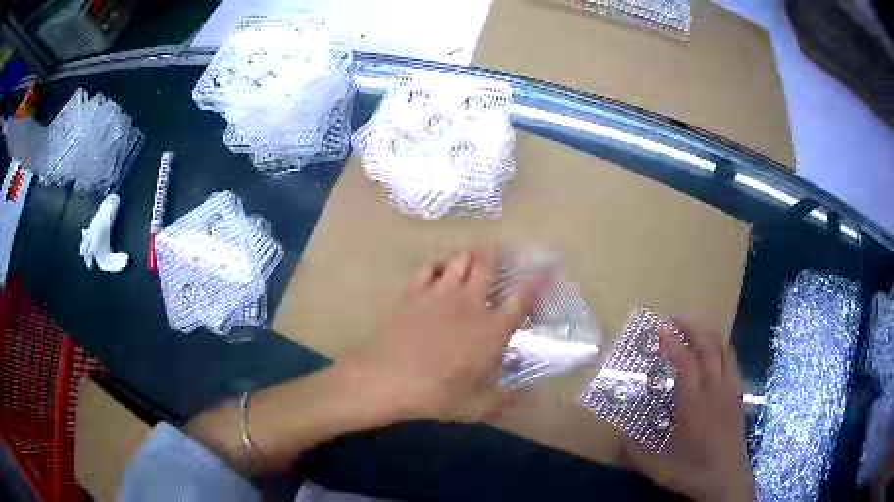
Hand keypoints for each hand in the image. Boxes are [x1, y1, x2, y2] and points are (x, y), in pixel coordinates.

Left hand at [341, 245, 542, 422]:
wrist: (388, 380)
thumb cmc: (437, 394)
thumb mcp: (476, 405)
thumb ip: (504, 398)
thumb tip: (525, 393)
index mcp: (492, 330)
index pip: (521, 298)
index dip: (536, 280)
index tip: (545, 268)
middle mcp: (470, 304)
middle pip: (487, 265)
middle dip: (497, 254)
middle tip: (500, 250)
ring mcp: (440, 294)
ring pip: (459, 260)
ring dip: (469, 256)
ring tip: (473, 256)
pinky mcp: (414, 293)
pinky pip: (429, 268)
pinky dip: (438, 266)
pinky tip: (439, 271)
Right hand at [622, 320, 753, 501]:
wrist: (728, 481)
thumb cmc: (694, 474)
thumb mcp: (660, 470)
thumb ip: (637, 454)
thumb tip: (618, 439)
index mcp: (695, 407)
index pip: (686, 364)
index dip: (672, 344)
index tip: (659, 331)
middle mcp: (716, 392)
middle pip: (709, 348)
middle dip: (693, 328)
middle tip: (676, 319)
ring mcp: (730, 392)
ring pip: (725, 350)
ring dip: (710, 333)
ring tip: (695, 326)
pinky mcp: (738, 396)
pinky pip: (733, 362)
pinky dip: (723, 347)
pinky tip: (714, 351)